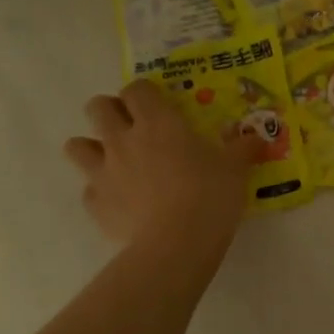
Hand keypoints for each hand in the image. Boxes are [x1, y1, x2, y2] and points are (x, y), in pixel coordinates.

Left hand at [64, 79, 260, 252]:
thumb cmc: (209, 195)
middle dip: (110, 111)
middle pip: (97, 108)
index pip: (136, 89)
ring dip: (92, 147)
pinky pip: (88, 189)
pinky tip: (121, 201)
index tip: (158, 105)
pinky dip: (101, 191)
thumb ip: (242, 148)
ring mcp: (103, 172)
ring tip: (114, 160)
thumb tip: (257, 138)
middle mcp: (123, 139)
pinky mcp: (95, 204)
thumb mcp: (235, 168)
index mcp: (157, 122)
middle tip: (132, 126)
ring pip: (76, 146)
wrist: (176, 245)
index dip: (144, 93)